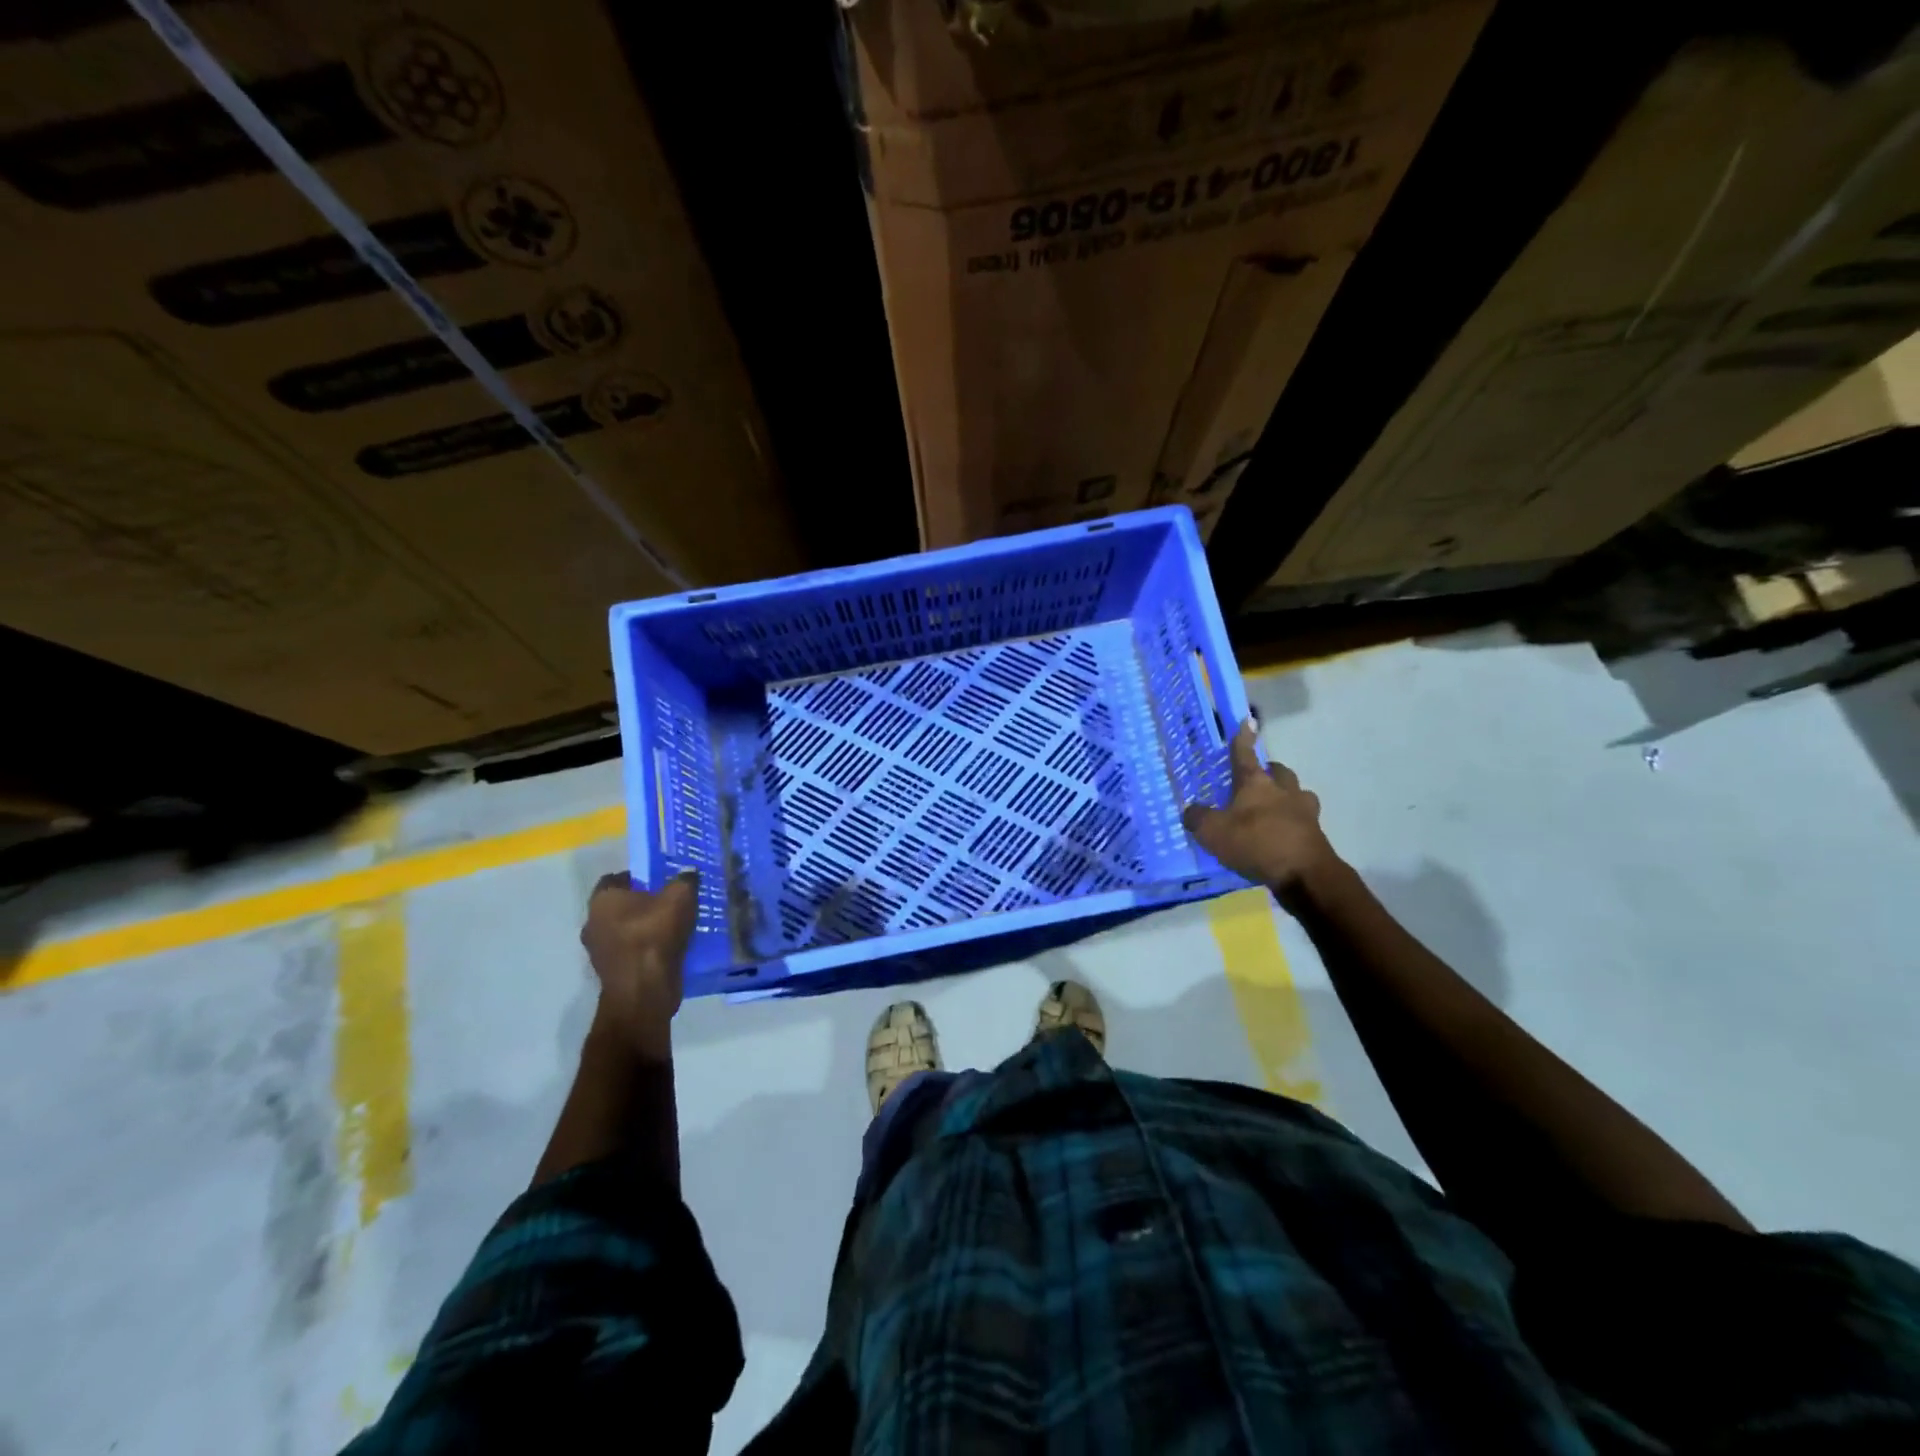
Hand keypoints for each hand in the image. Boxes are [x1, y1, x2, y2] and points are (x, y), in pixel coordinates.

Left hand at [580, 871, 699, 1061]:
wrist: (643, 991)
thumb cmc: (655, 936)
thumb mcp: (681, 897)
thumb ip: (685, 880)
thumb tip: (688, 872)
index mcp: (603, 899)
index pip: (615, 878)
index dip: (638, 877)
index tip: (660, 880)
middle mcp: (592, 922)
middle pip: (619, 906)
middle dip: (641, 904)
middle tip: (669, 903)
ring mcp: (598, 951)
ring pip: (623, 930)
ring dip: (642, 928)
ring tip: (672, 927)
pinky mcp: (610, 972)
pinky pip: (628, 952)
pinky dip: (644, 949)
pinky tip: (667, 949)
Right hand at [1182, 722, 1338, 891]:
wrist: (1304, 874)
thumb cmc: (1255, 842)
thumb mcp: (1213, 832)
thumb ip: (1198, 818)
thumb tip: (1190, 810)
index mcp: (1256, 783)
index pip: (1245, 754)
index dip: (1243, 738)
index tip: (1248, 720)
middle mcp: (1283, 790)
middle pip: (1279, 771)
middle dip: (1270, 772)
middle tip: (1258, 781)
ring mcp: (1304, 811)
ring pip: (1297, 794)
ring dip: (1287, 797)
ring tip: (1273, 810)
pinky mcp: (1316, 834)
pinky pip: (1303, 820)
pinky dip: (1293, 823)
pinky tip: (1282, 836)